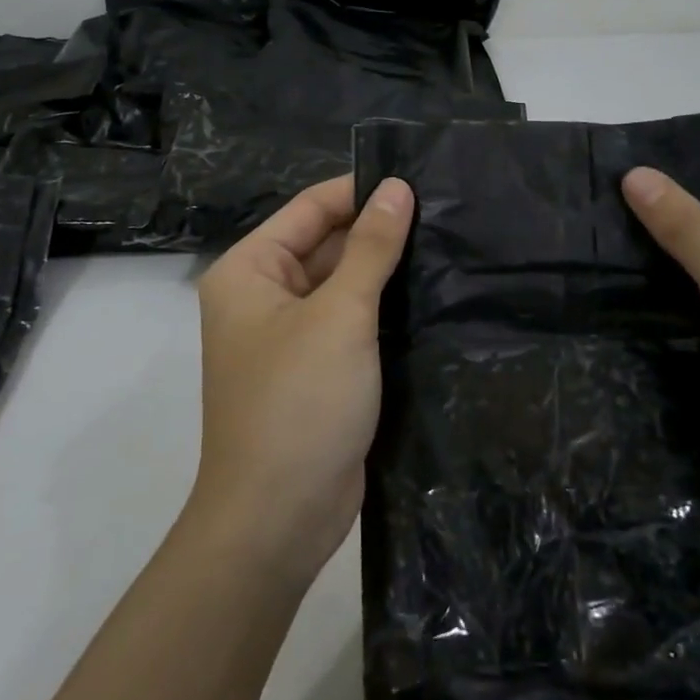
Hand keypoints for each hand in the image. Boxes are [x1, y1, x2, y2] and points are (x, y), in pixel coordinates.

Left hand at [192, 174, 414, 583]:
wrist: (279, 519)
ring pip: (343, 284)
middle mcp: (264, 296)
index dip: (361, 191)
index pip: (310, 208)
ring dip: (387, 270)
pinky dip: (384, 308)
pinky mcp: (318, 369)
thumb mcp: (339, 315)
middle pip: (326, 243)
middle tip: (446, 212)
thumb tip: (397, 188)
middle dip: (379, 231)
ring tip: (449, 243)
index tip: (420, 180)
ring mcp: (291, 335)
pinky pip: (352, 322)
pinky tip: (433, 293)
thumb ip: (371, 248)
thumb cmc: (299, 402)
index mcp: (250, 270)